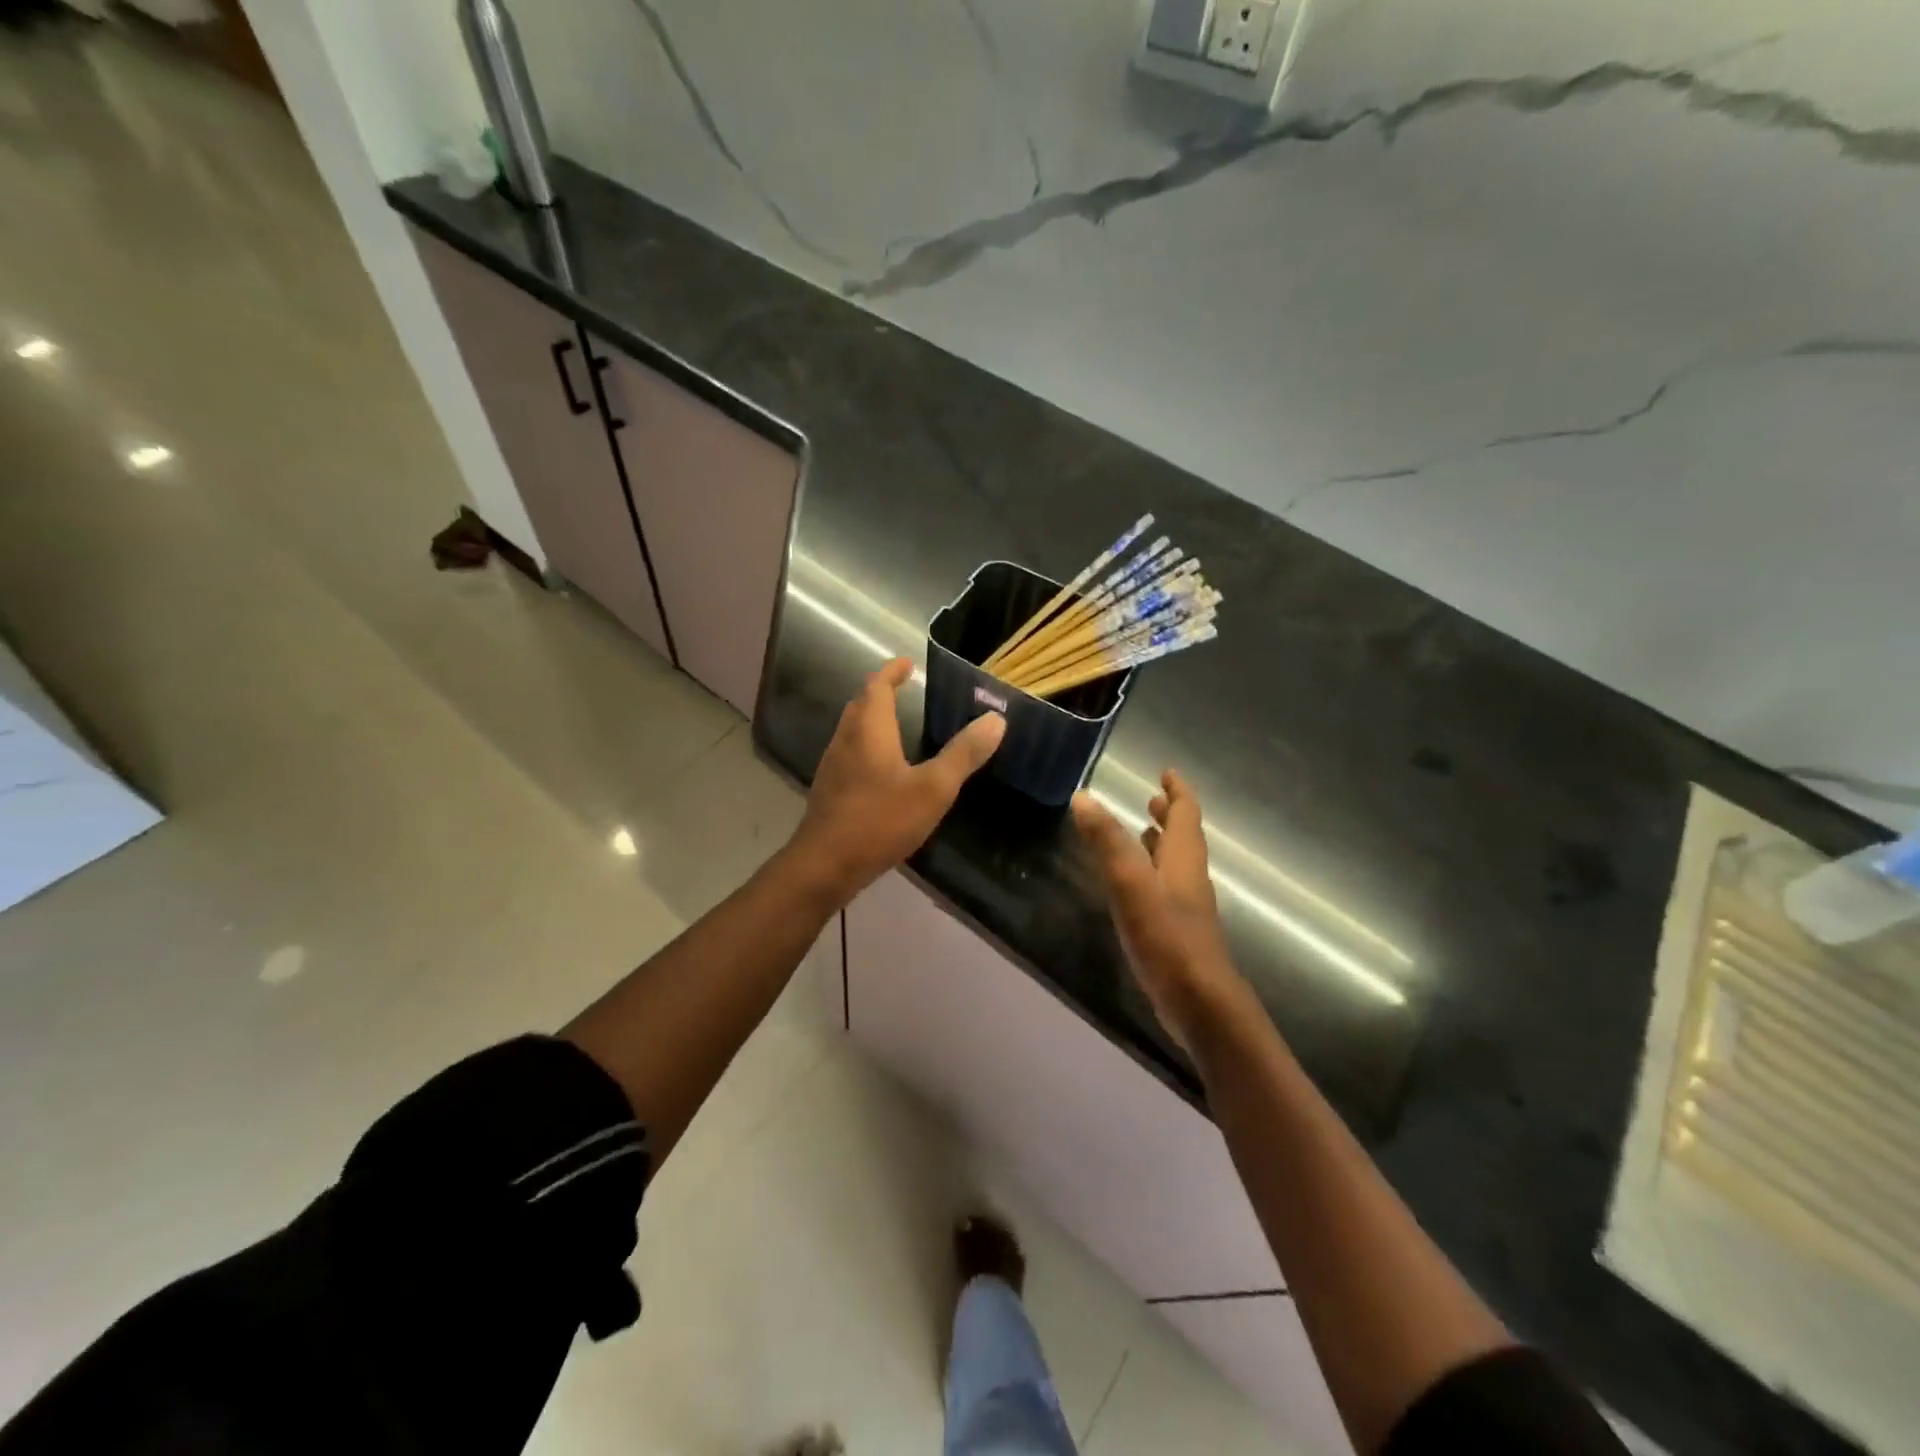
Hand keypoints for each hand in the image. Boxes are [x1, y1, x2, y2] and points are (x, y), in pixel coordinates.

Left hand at [789, 658, 1005, 902]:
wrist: (825, 865)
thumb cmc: (880, 820)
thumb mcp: (933, 788)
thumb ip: (964, 754)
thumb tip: (996, 719)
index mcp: (869, 729)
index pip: (876, 686)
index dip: (891, 671)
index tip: (906, 663)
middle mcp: (845, 740)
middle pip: (860, 705)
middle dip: (879, 692)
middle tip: (902, 689)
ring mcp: (832, 767)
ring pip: (851, 730)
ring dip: (871, 719)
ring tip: (895, 724)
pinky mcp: (829, 792)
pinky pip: (849, 755)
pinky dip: (866, 747)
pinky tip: (881, 770)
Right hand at [1072, 770, 1248, 1051]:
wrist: (1200, 1004)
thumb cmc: (1167, 939)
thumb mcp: (1131, 884)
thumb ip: (1108, 841)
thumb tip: (1084, 796)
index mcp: (1183, 860)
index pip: (1186, 814)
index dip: (1177, 792)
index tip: (1166, 772)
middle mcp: (1189, 878)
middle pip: (1184, 838)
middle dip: (1169, 815)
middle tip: (1151, 799)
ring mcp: (1187, 908)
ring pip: (1176, 864)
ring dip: (1162, 844)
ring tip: (1142, 832)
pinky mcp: (1178, 933)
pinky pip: (1166, 889)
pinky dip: (1153, 874)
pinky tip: (1136, 886)